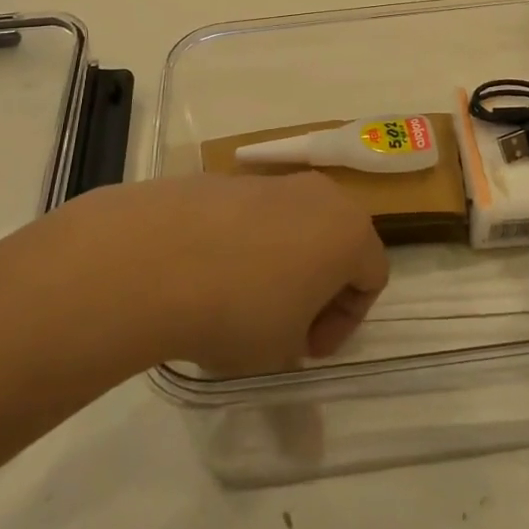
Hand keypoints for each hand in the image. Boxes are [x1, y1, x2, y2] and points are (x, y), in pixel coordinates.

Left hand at [55, 173, 388, 372]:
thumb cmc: (241, 310)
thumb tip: (284, 327)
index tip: (307, 349)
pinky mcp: (224, 179)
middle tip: (285, 324)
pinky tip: (206, 276)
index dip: (345, 322)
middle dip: (316, 286)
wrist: (155, 257)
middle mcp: (318, 194)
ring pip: (291, 226)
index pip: (372, 277)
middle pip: (335, 242)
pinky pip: (249, 217)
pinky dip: (241, 245)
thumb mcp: (282, 349)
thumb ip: (300, 341)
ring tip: (238, 302)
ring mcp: (268, 181)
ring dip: (278, 264)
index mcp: (349, 230)